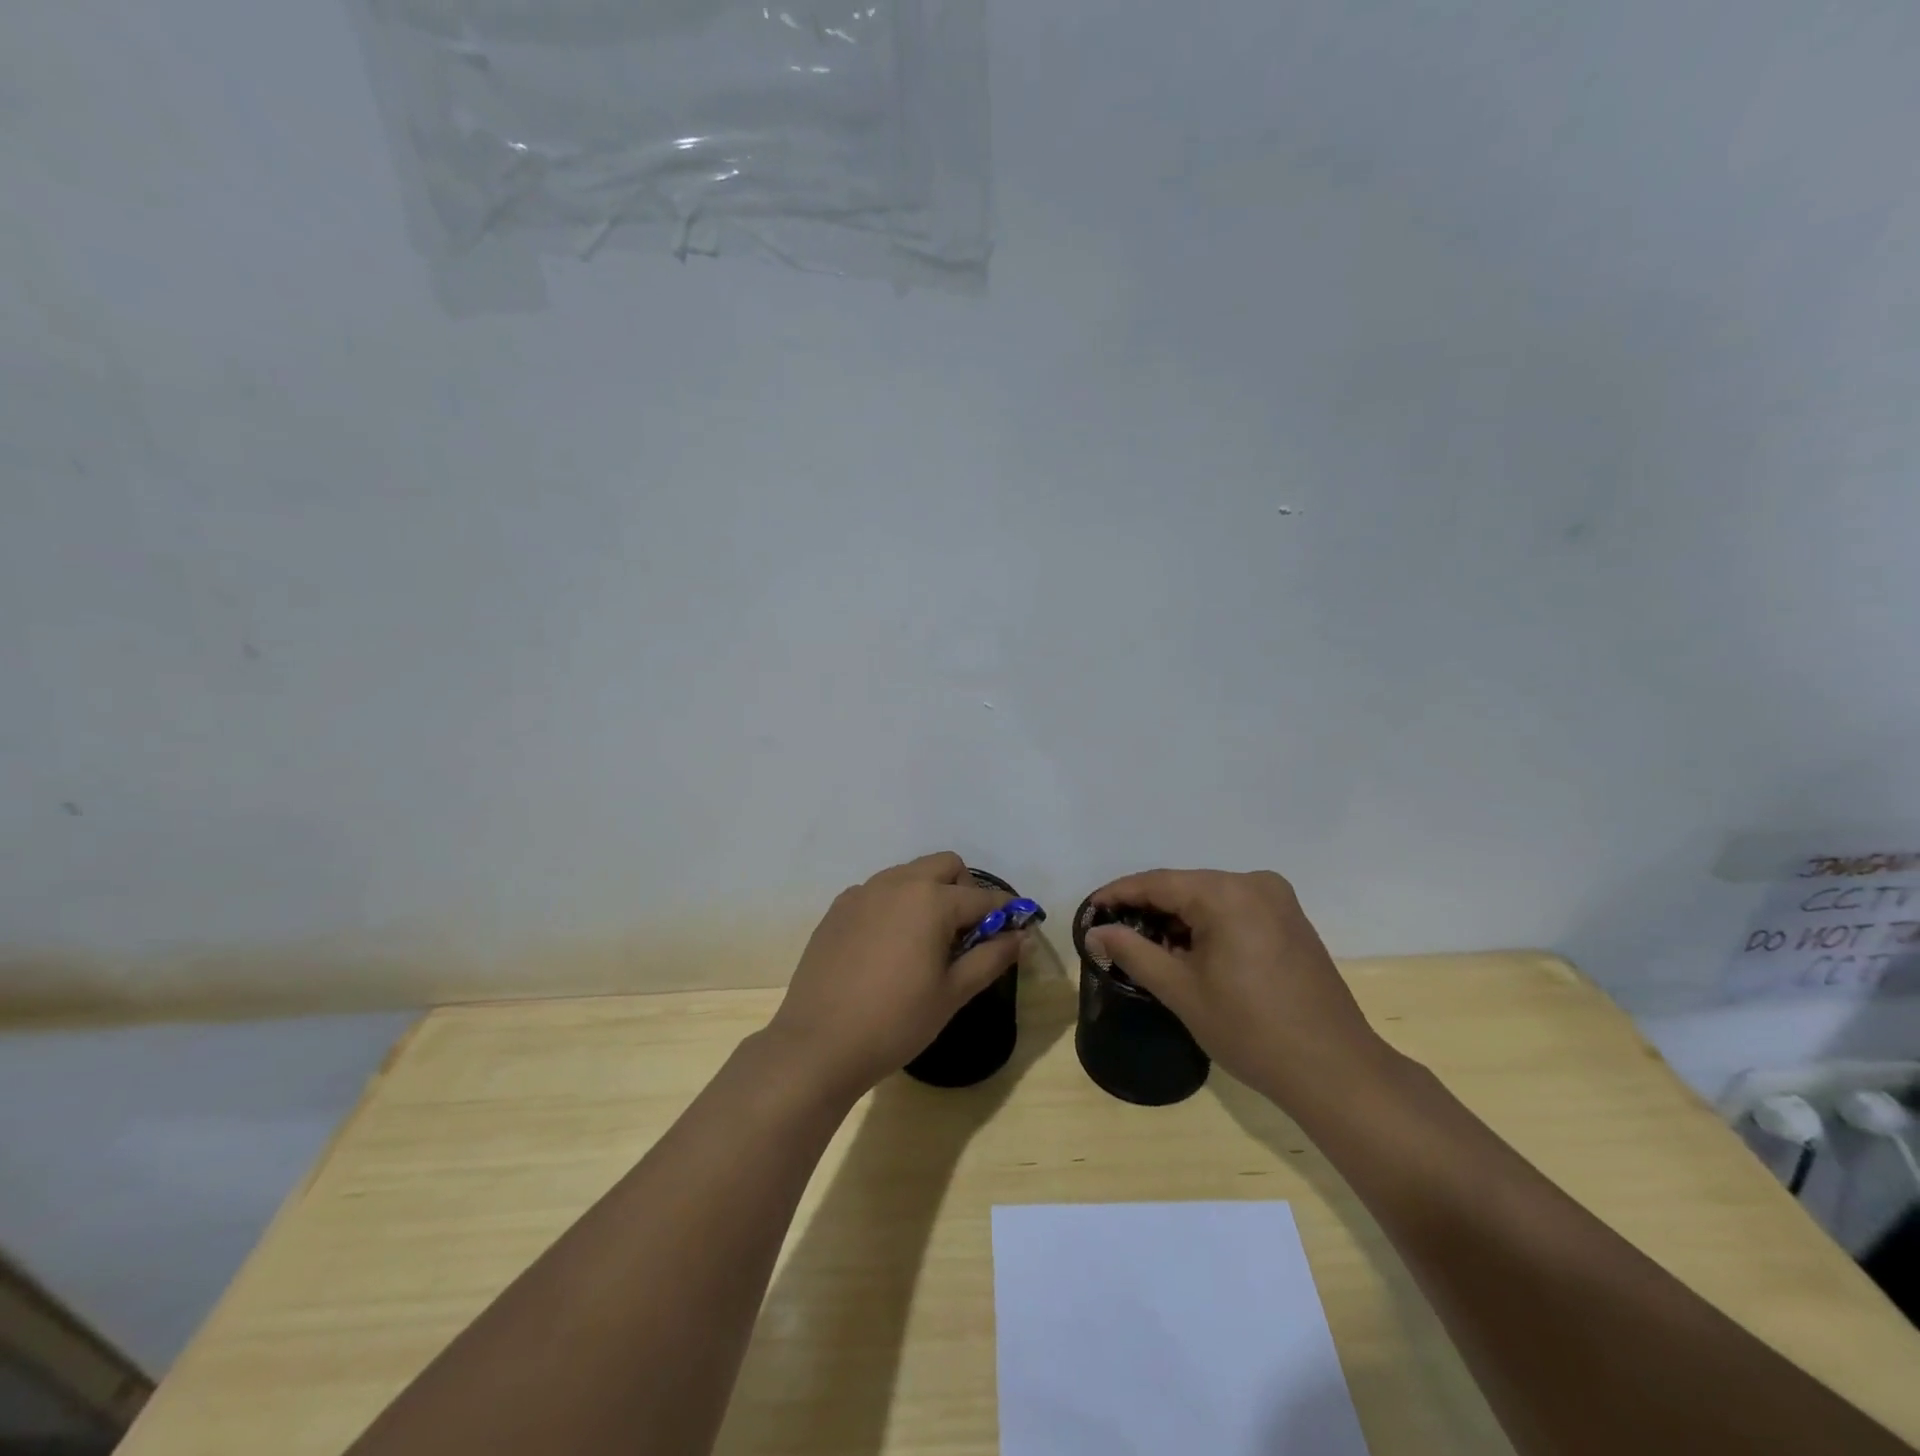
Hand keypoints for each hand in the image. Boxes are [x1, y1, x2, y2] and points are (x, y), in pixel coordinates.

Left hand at [765, 852, 1024, 1098]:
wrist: (818, 1044)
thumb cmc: (896, 1021)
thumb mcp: (953, 993)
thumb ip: (992, 957)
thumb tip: (1022, 937)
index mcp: (931, 900)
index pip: (983, 897)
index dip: (1005, 912)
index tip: (1016, 930)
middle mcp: (897, 883)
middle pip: (945, 866)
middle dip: (965, 890)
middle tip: (967, 934)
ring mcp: (863, 892)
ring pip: (909, 874)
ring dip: (929, 894)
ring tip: (928, 941)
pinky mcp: (838, 909)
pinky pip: (879, 892)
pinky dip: (896, 905)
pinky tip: (890, 946)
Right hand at [1085, 869, 1391, 1109]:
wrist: (1335, 1071)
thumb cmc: (1250, 1030)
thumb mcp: (1181, 990)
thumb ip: (1133, 952)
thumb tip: (1095, 932)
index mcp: (1227, 893)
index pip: (1158, 882)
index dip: (1119, 894)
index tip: (1089, 910)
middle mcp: (1254, 883)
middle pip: (1185, 887)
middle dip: (1147, 908)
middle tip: (1113, 933)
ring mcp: (1278, 901)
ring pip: (1209, 899)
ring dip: (1177, 918)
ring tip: (1145, 946)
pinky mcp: (1291, 921)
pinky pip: (1234, 910)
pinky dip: (1207, 925)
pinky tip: (1189, 951)